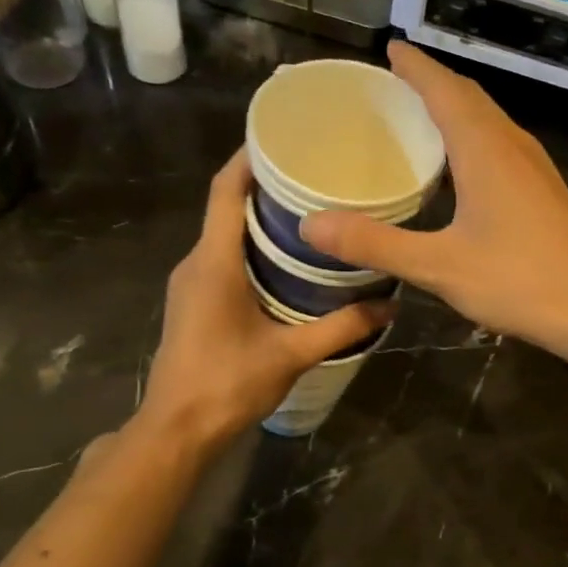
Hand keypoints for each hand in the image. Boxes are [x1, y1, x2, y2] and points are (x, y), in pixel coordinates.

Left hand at [138, 150, 391, 450]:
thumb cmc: (227, 384)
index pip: (224, 190)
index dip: (248, 157)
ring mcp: (190, 283)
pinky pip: (222, 259)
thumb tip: (390, 306)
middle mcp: (196, 262)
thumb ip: (341, 327)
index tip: (282, 137)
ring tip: (309, 213)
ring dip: (259, 219)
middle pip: (226, 207)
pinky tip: (286, 262)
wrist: (177, 429)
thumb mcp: (291, 354)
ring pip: (224, 235)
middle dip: (265, 186)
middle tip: (314, 176)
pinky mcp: (193, 303)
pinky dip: (251, 248)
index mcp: (214, 262)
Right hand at [300, 43, 567, 354]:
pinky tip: (464, 167)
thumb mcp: (439, 267)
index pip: (445, 90)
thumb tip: (310, 224)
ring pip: (491, 122)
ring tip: (424, 115)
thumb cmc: (520, 281)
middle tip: (398, 80)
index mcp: (485, 150)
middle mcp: (513, 147)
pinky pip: (503, 146)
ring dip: (458, 108)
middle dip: (434, 83)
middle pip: (471, 98)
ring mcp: (536, 169)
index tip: (391, 49)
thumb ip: (376, 244)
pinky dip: (475, 138)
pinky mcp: (546, 192)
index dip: (417, 67)